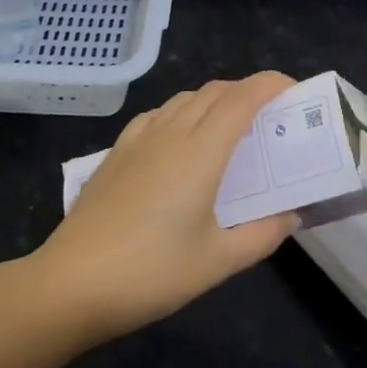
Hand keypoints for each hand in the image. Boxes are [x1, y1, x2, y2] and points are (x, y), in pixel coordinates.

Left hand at [35, 72, 299, 341]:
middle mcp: (170, 133)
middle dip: (247, 92)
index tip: (294, 90)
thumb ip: (261, 235)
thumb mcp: (217, 262)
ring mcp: (138, 139)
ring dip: (213, 101)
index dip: (270, 85)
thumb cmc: (152, 273)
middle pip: (214, 91)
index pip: (242, 98)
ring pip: (184, 99)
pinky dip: (181, 113)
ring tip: (230, 130)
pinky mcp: (116, 152)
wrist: (72, 283)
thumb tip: (291, 216)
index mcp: (200, 152)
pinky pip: (157, 115)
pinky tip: (180, 142)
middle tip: (269, 118)